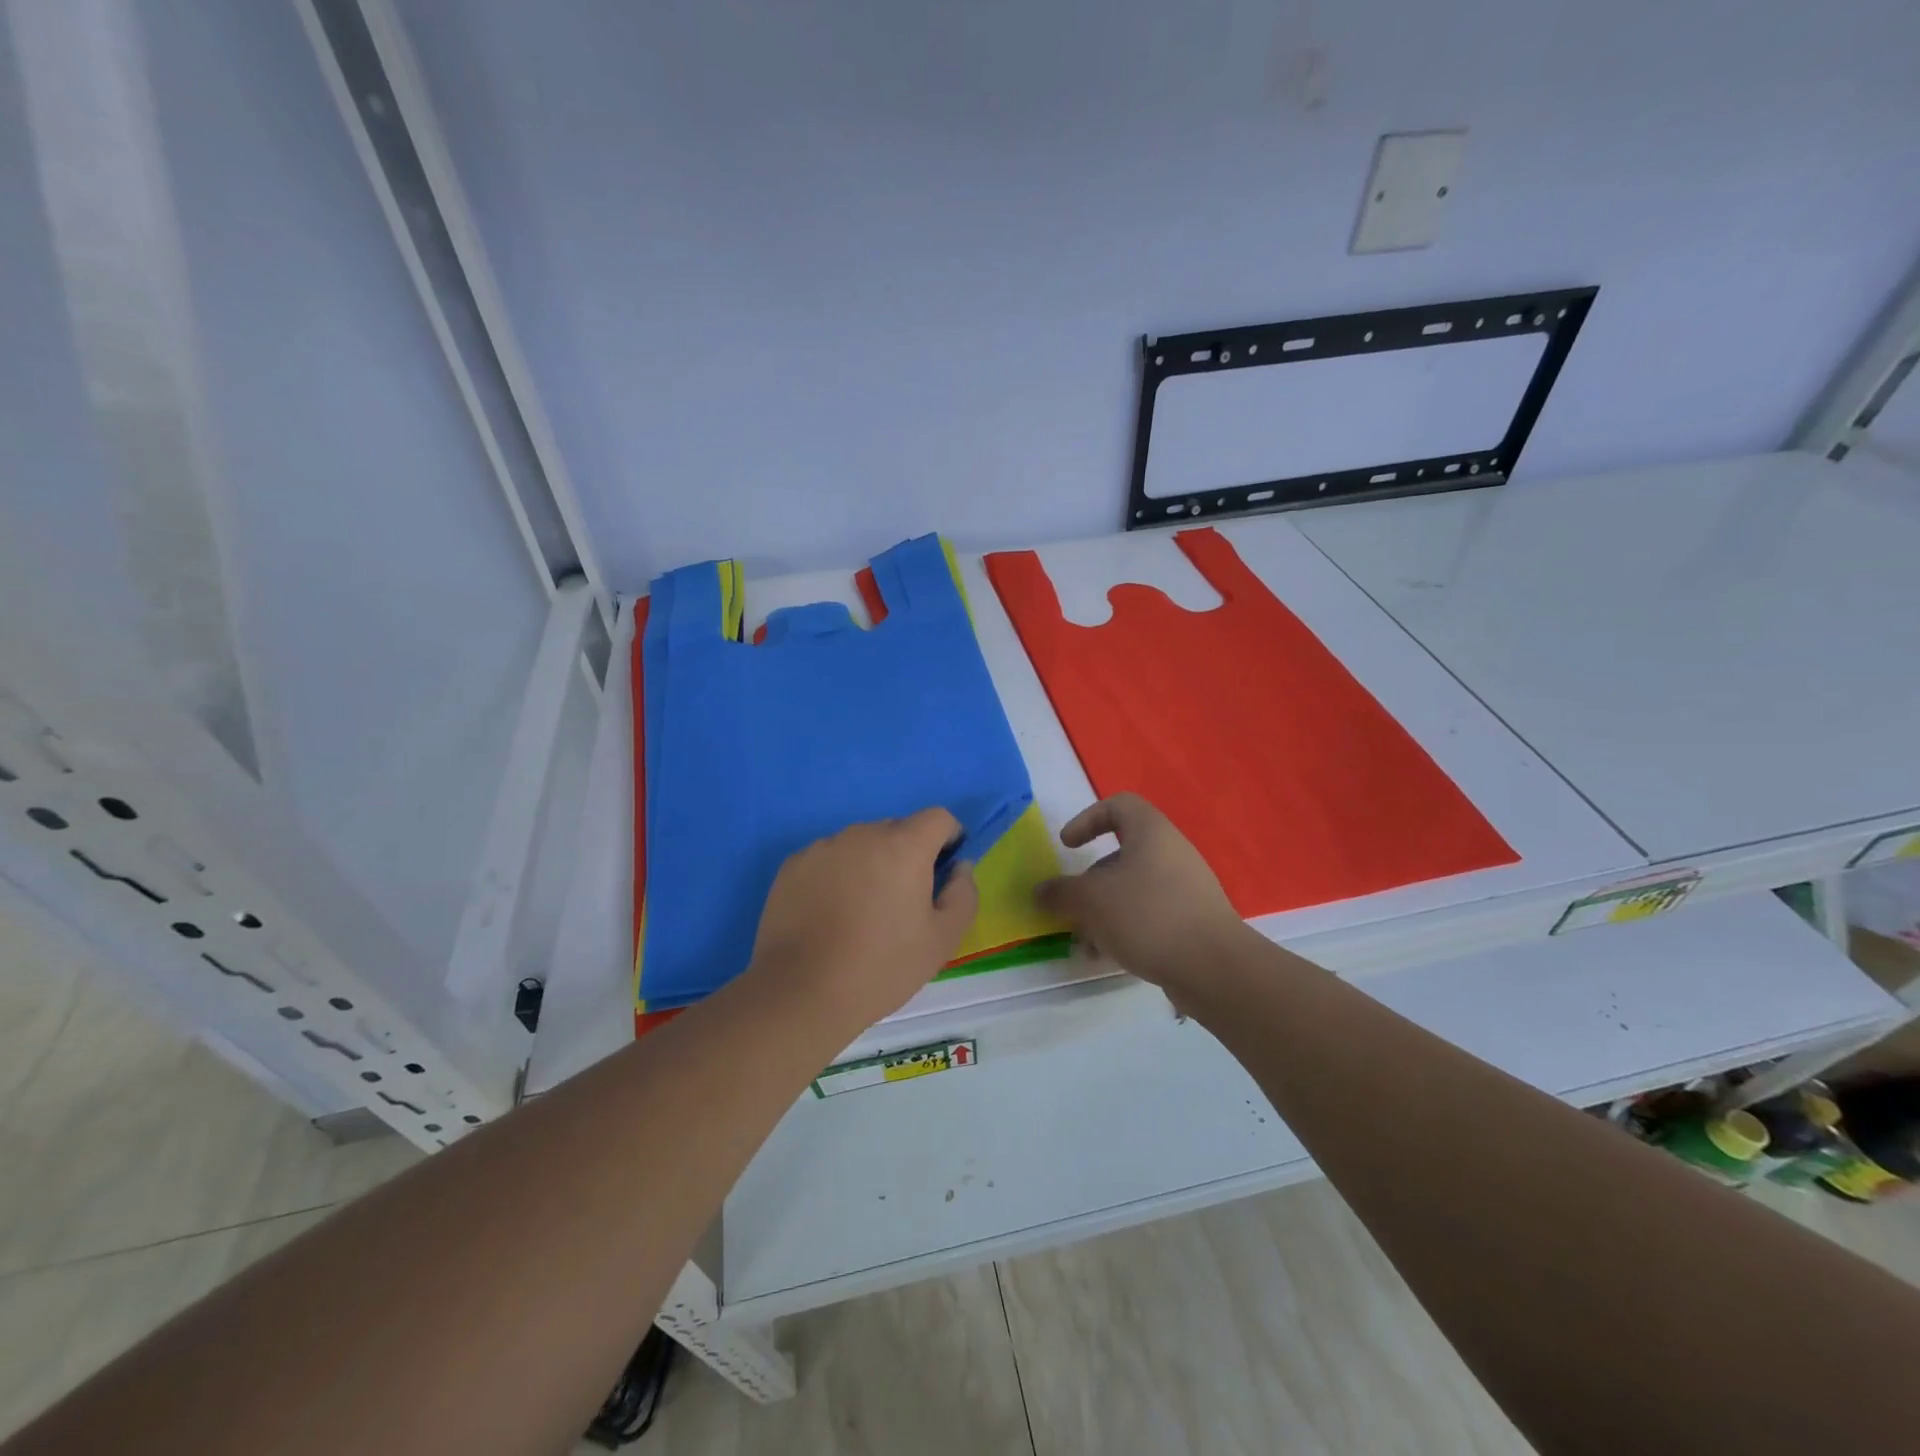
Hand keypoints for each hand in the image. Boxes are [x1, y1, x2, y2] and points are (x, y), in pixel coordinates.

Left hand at [746, 807, 978, 1030]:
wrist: (800, 991)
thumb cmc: (881, 966)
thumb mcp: (943, 939)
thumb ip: (963, 894)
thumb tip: (958, 868)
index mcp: (904, 846)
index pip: (938, 817)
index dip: (949, 838)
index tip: (944, 871)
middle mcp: (862, 834)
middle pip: (897, 830)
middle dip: (908, 856)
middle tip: (902, 903)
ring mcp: (823, 847)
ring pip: (860, 845)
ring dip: (870, 865)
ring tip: (861, 913)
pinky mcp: (793, 865)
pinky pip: (828, 860)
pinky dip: (837, 876)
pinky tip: (829, 916)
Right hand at [1036, 793, 1249, 992]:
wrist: (1214, 967)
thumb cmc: (1148, 916)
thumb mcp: (1091, 901)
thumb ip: (1061, 893)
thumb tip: (1041, 891)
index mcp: (1151, 833)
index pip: (1118, 805)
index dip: (1087, 819)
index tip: (1067, 846)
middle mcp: (1171, 852)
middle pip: (1121, 854)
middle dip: (1090, 881)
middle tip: (1072, 906)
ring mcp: (1185, 887)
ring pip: (1132, 889)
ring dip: (1103, 911)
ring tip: (1086, 943)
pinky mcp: (1192, 919)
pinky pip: (1150, 913)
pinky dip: (1125, 928)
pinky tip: (1109, 956)